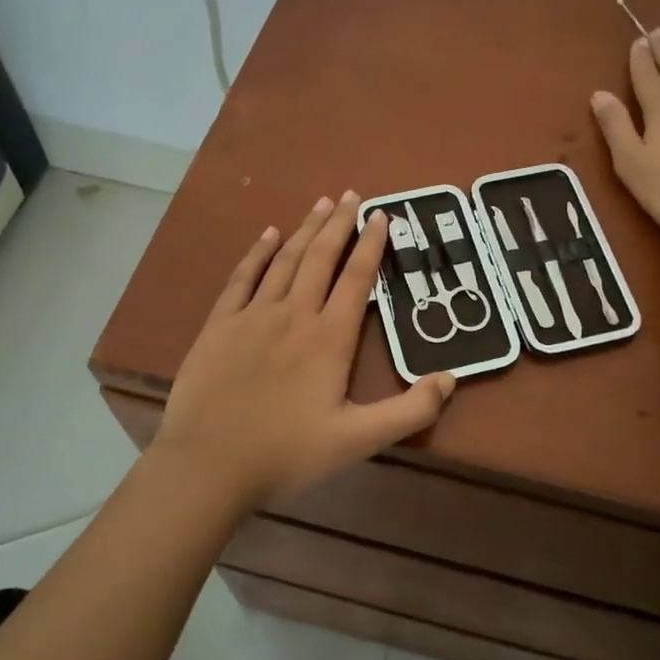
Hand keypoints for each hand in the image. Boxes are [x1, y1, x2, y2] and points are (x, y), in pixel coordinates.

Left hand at [154, 192, 455, 510]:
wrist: (208, 465)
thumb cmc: (287, 454)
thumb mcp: (359, 441)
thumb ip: (409, 411)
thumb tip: (451, 378)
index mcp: (329, 338)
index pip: (357, 279)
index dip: (371, 245)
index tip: (382, 215)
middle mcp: (294, 314)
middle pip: (321, 258)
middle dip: (339, 224)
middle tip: (352, 195)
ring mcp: (253, 315)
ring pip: (285, 260)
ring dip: (305, 229)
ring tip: (321, 204)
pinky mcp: (220, 325)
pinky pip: (242, 277)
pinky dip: (257, 252)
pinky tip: (267, 234)